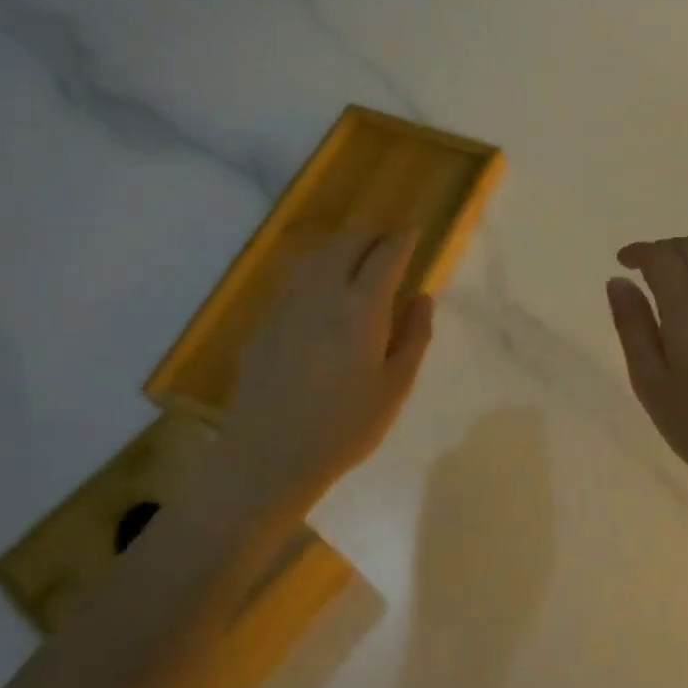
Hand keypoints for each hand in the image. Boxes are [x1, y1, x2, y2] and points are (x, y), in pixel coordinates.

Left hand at [217, 229, 434, 508]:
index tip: (414, 231)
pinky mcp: (264, 321)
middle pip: (346, 244)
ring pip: (315, 255)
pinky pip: (294, 278)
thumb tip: (423, 297)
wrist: (269, 456)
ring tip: (355, 253)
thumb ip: (414, 336)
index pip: (385, 256)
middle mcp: (322, 294)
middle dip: (370, 234)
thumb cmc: (345, 427)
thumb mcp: (395, 387)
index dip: (402, 239)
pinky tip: (320, 286)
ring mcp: (287, 304)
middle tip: (387, 240)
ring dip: (340, 245)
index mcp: (361, 308)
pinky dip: (315, 268)